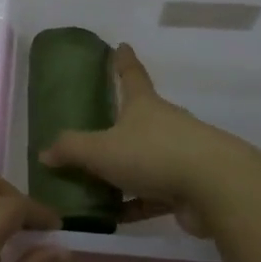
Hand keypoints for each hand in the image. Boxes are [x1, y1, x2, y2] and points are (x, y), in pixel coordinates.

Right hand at [38, 44, 247, 233]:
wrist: (215, 188)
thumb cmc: (153, 154)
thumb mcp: (102, 150)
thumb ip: (71, 150)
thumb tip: (45, 152)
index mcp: (144, 105)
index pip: (131, 75)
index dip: (123, 61)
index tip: (121, 45)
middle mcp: (165, 124)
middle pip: (140, 118)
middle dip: (122, 121)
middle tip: (97, 129)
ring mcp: (180, 155)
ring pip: (146, 159)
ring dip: (125, 169)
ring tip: (96, 182)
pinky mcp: (188, 187)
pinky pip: (154, 194)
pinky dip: (135, 203)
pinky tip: (114, 216)